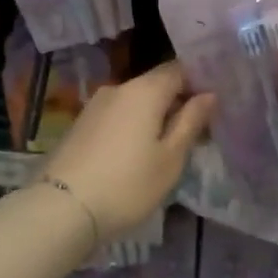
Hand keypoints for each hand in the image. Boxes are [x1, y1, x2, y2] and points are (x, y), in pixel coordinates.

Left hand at [43, 61, 213, 238]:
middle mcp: (118, 88)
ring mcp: (95, 105)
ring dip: (154, 116)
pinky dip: (133, 125)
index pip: (179, 69)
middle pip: (156, 84)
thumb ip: (191, 122)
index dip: (200, 82)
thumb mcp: (170, 158)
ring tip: (169, 145)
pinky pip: (117, 115)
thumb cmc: (128, 184)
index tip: (215, 105)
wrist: (62, 208)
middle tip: (198, 130)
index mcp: (145, 90)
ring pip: (135, 101)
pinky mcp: (80, 125)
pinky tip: (138, 151)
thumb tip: (209, 94)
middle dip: (178, 101)